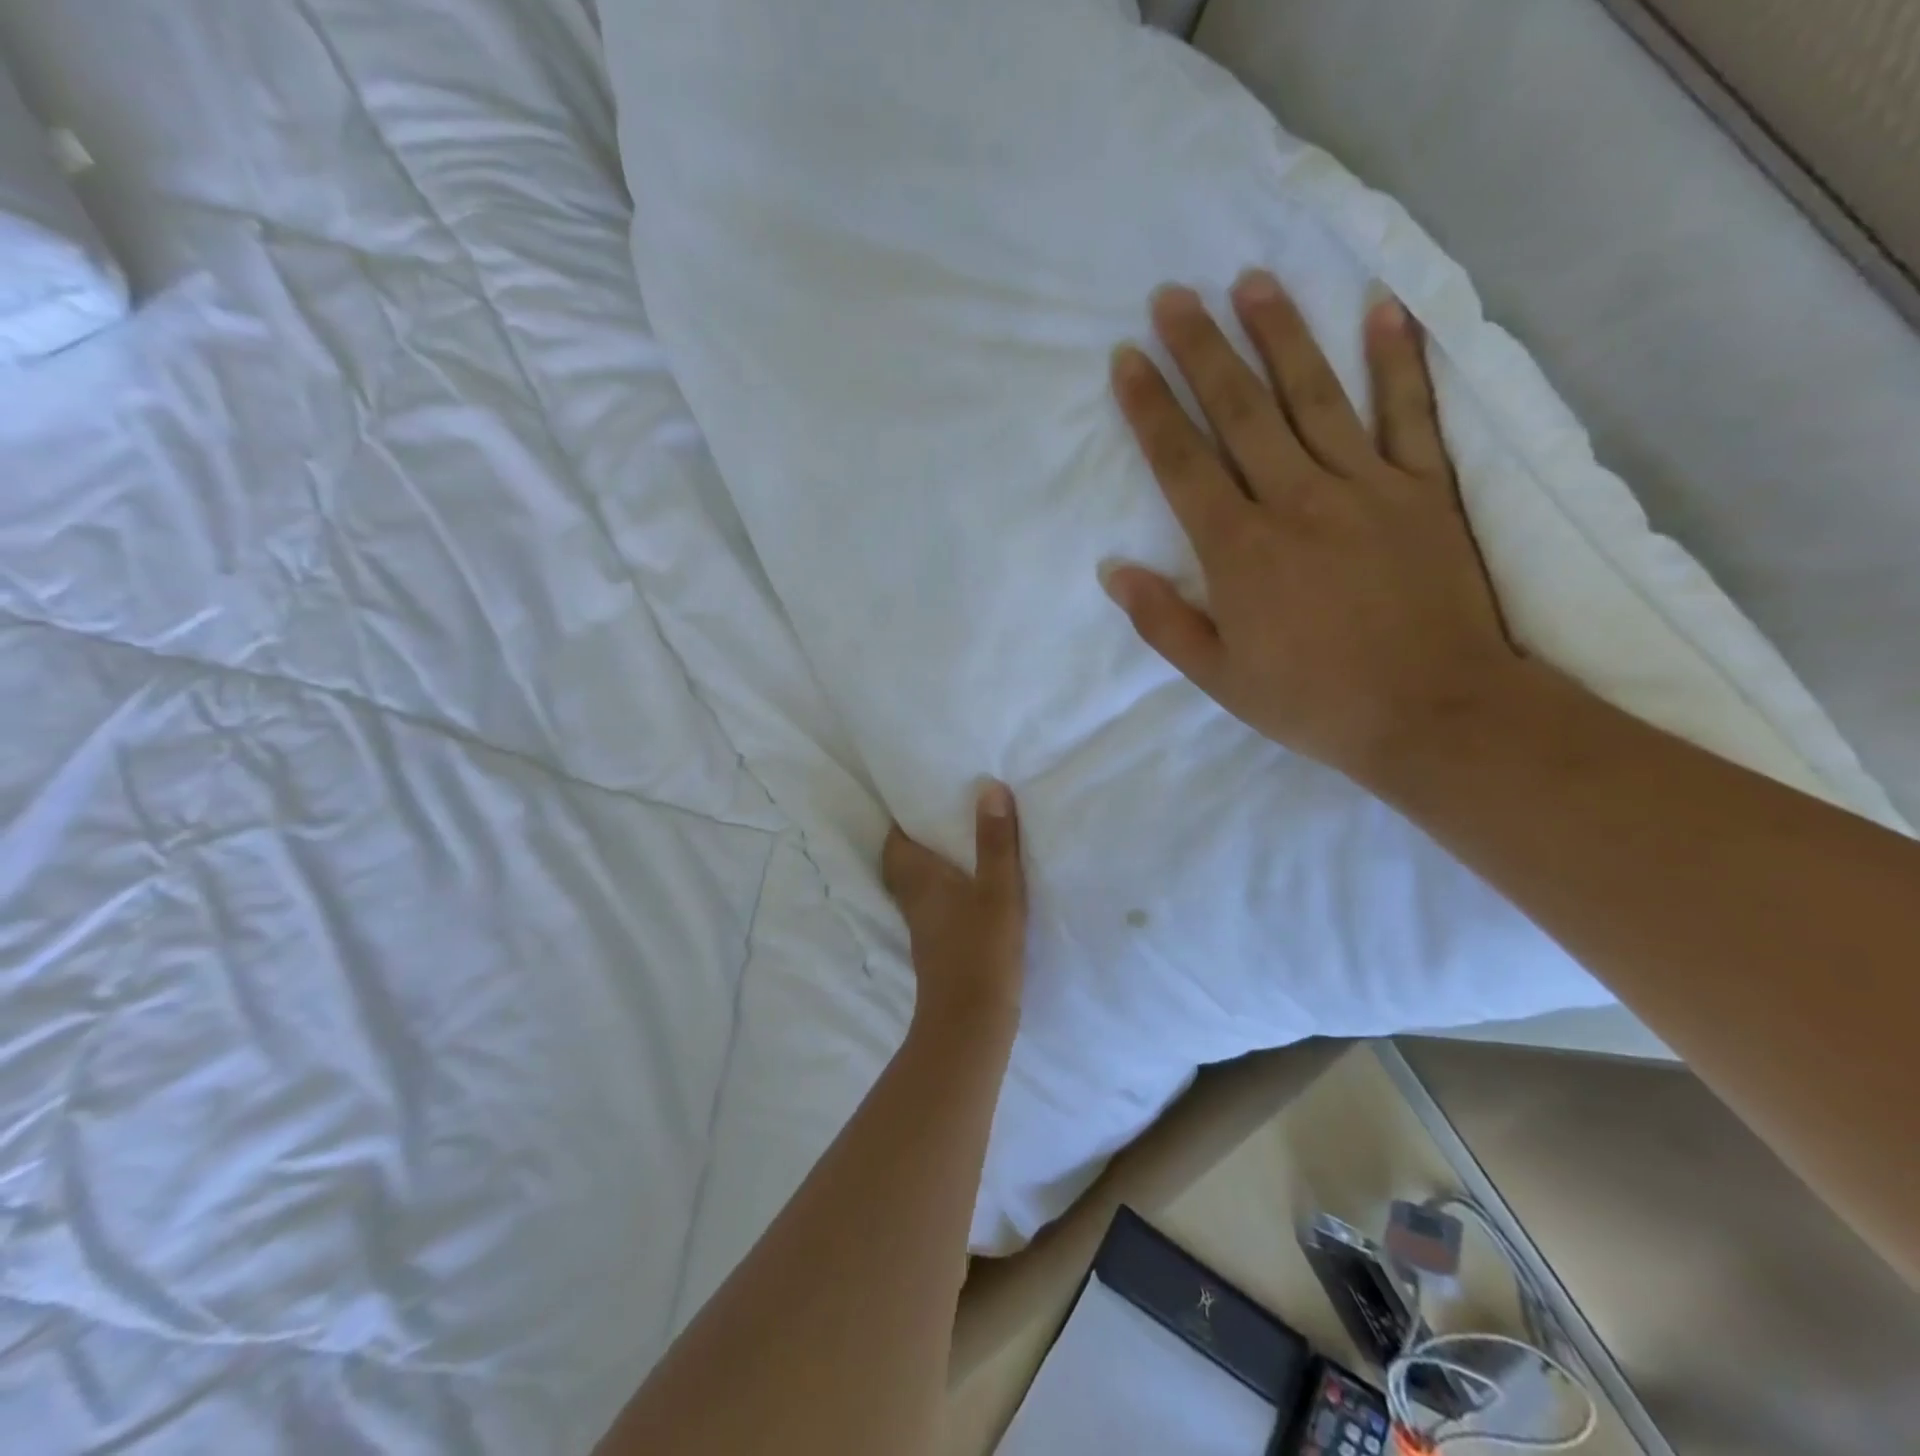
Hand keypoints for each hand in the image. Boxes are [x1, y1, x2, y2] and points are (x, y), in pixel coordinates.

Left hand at [881, 780, 1028, 1039]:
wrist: (971, 1024)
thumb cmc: (981, 950)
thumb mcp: (998, 890)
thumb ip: (994, 841)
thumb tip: (989, 787)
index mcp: (920, 880)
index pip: (894, 842)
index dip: (902, 821)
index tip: (922, 798)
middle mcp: (914, 900)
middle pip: (901, 864)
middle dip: (916, 841)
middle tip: (943, 820)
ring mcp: (925, 927)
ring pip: (918, 886)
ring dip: (932, 867)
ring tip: (962, 847)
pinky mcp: (939, 948)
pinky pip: (936, 906)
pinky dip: (947, 891)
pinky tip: (974, 890)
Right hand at [1102, 272, 1523, 785]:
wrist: (1433, 715)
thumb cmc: (1314, 702)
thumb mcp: (1219, 678)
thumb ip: (1162, 622)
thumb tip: (1113, 570)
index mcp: (1241, 551)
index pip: (1184, 464)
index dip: (1151, 408)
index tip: (1129, 360)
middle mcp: (1296, 502)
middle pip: (1241, 412)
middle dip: (1202, 351)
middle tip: (1174, 296)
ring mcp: (1366, 488)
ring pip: (1315, 397)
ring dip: (1281, 334)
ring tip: (1251, 280)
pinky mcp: (1424, 490)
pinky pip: (1410, 413)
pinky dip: (1398, 360)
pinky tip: (1382, 308)